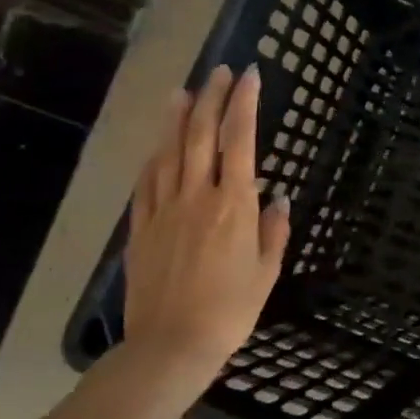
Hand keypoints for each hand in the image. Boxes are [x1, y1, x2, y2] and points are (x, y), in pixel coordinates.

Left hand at [124, 66, 290, 386]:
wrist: (170, 347)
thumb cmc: (230, 311)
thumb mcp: (266, 273)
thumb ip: (274, 231)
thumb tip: (278, 199)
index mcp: (234, 205)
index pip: (240, 141)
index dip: (244, 104)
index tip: (249, 76)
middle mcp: (197, 197)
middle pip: (201, 136)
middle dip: (211, 98)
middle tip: (218, 71)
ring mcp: (164, 211)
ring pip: (169, 153)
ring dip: (177, 119)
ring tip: (183, 92)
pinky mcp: (141, 229)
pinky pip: (146, 184)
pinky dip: (154, 158)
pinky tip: (158, 147)